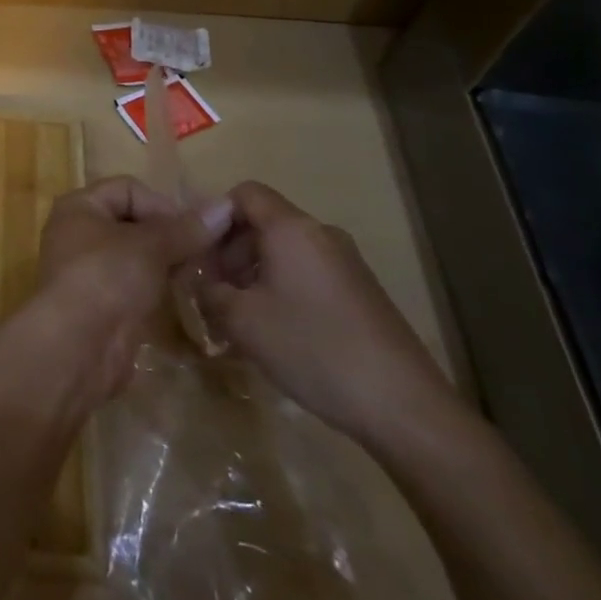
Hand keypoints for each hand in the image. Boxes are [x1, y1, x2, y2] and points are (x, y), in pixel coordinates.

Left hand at [29, 176, 232, 403]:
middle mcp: (79, 233)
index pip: (128, 188)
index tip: (191, 230)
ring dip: (166, 264)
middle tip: (202, 254)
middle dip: (168, 236)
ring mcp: (89, 270)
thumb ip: (186, 229)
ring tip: (196, 275)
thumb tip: (224, 208)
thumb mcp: (150, 246)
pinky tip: (181, 298)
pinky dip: (156, 288)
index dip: (161, 204)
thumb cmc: (106, 277)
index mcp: (80, 206)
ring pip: (135, 256)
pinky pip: (134, 285)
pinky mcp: (101, 304)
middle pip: (133, 222)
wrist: (76, 346)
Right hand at [198, 182, 460, 448]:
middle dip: (230, 251)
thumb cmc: (312, 348)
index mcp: (292, 229)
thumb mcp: (242, 321)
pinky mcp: (360, 293)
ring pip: (284, 252)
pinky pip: (306, 275)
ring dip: (252, 275)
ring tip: (236, 318)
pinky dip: (280, 290)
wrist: (403, 406)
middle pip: (263, 223)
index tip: (197, 253)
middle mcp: (321, 235)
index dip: (214, 215)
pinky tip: (273, 333)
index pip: (244, 193)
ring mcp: (346, 264)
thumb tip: (199, 281)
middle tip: (211, 291)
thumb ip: (209, 291)